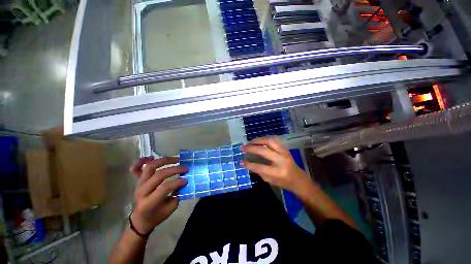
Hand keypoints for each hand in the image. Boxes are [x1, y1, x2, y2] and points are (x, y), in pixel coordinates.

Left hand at [129, 157, 187, 234]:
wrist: (141, 218)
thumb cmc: (157, 215)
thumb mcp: (170, 208)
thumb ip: (177, 194)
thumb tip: (184, 181)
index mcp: (149, 202)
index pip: (164, 188)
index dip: (177, 182)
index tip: (186, 179)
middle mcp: (142, 191)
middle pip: (158, 175)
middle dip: (174, 169)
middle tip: (185, 168)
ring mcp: (138, 184)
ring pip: (150, 167)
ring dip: (164, 161)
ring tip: (176, 159)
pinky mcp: (137, 180)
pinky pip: (136, 168)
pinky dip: (142, 161)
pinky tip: (152, 157)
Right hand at [241, 137, 313, 194]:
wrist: (299, 179)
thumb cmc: (283, 182)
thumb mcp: (270, 181)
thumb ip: (258, 171)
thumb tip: (247, 162)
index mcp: (278, 172)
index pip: (260, 167)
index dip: (249, 164)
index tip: (241, 162)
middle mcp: (282, 160)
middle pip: (264, 151)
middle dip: (252, 148)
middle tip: (243, 147)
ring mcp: (285, 153)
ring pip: (270, 141)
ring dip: (258, 140)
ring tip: (250, 142)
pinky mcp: (285, 148)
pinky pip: (274, 140)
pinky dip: (265, 139)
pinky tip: (259, 141)